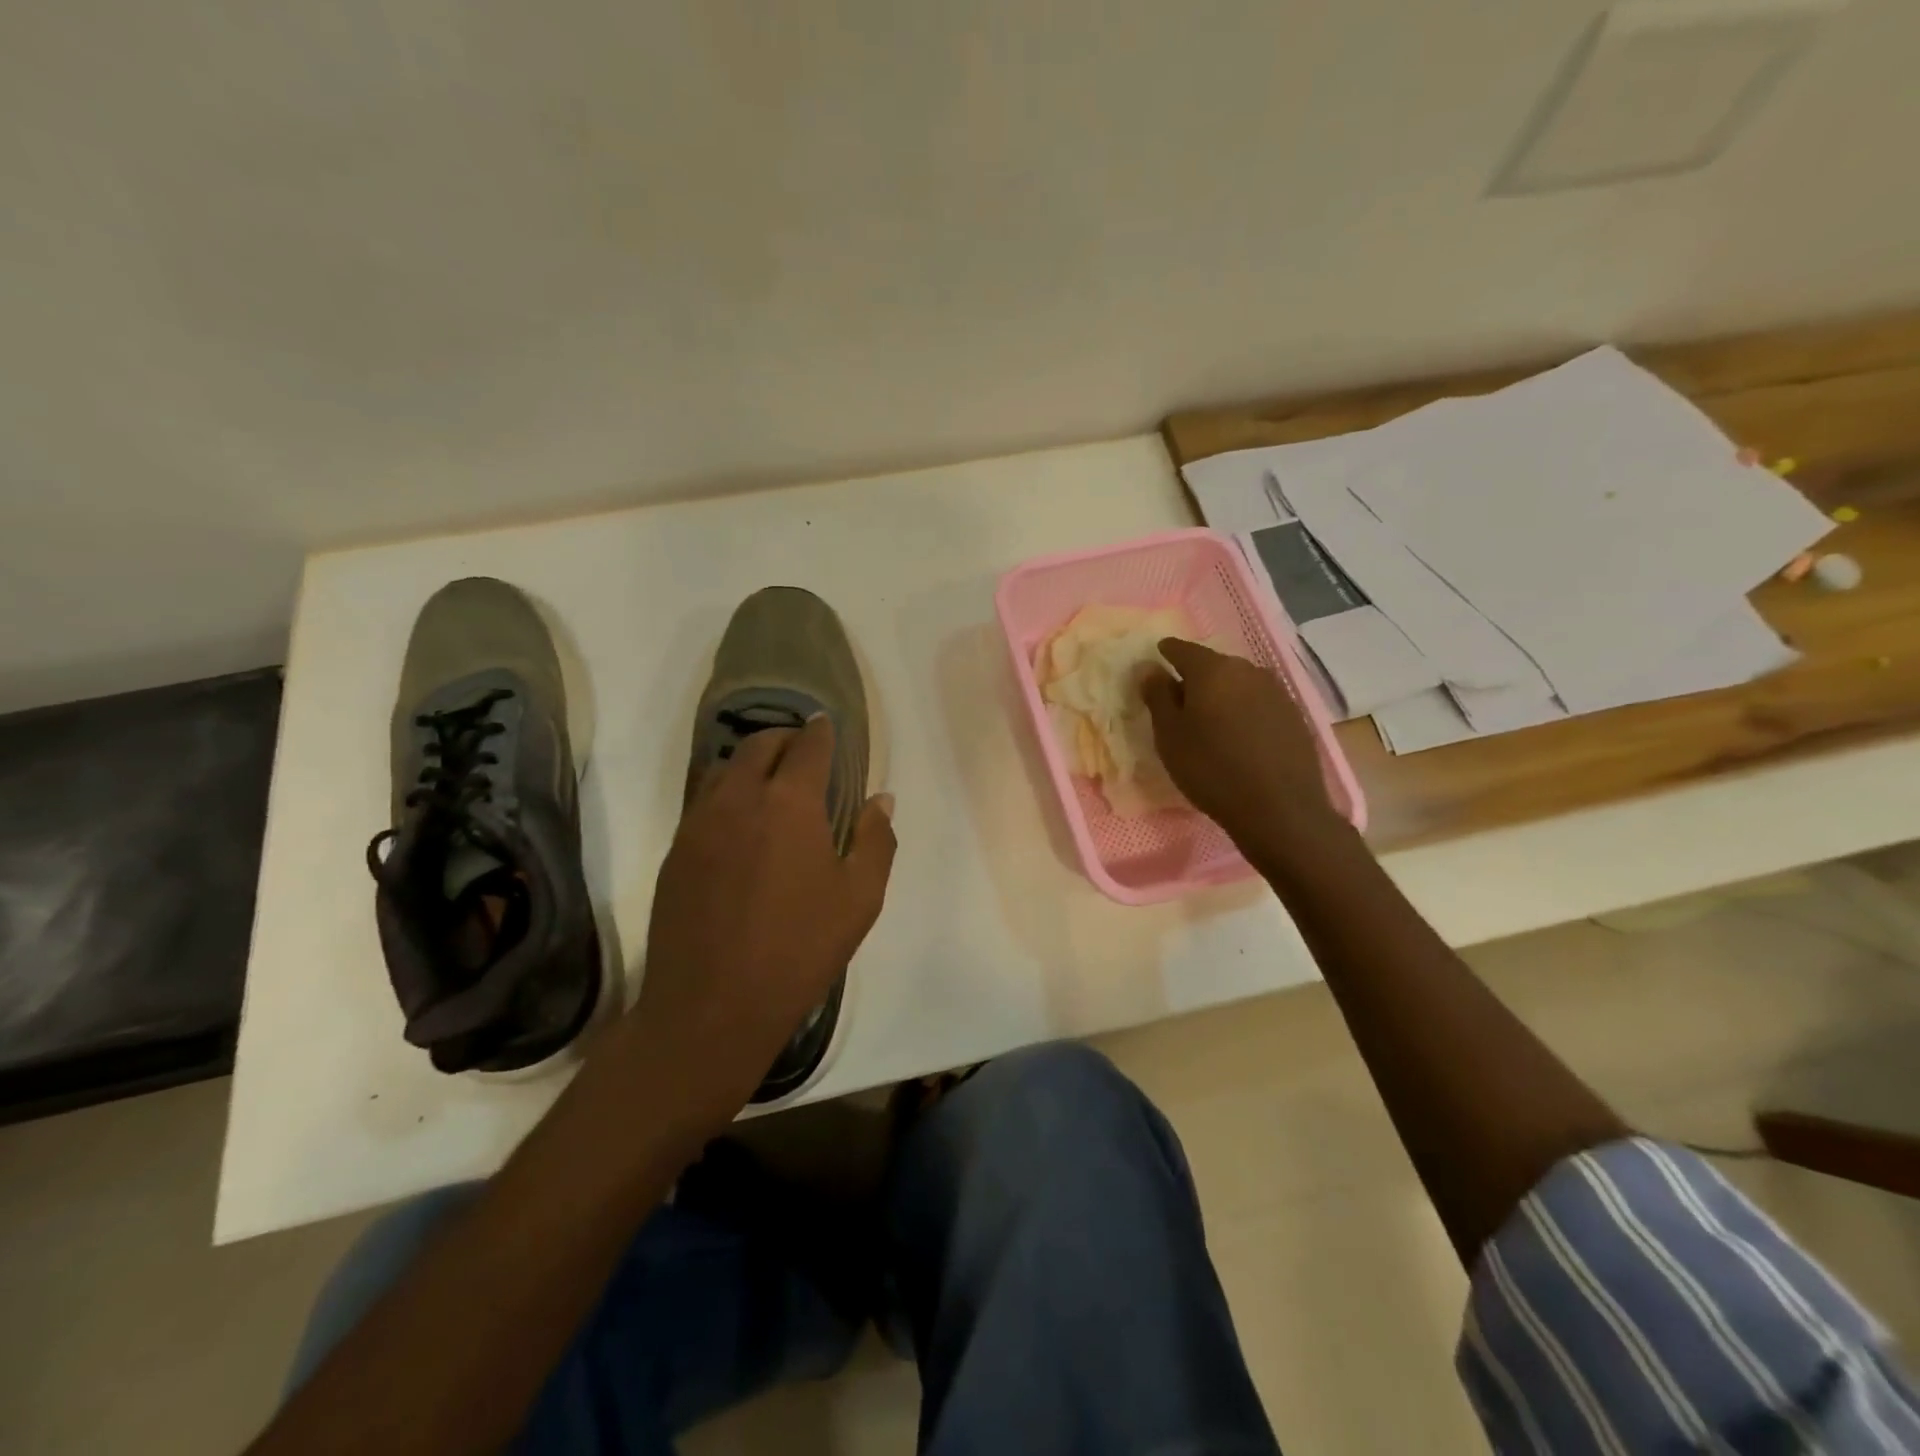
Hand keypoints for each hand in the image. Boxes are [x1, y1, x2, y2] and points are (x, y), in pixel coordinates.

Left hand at [630, 717, 895, 1113]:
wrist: (711, 1006)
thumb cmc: (799, 949)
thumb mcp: (860, 898)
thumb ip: (876, 839)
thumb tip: (881, 799)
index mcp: (790, 802)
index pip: (807, 746)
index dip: (821, 731)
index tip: (827, 725)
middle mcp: (739, 798)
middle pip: (759, 745)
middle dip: (784, 738)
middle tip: (802, 749)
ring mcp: (699, 824)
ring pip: (724, 769)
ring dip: (750, 762)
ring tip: (769, 780)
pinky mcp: (675, 852)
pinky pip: (702, 802)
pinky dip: (726, 793)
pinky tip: (739, 822)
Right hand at [1141, 638, 1344, 861]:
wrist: (1280, 809)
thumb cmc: (1211, 769)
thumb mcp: (1170, 735)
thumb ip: (1157, 695)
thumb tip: (1149, 667)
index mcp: (1212, 670)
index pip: (1181, 649)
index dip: (1165, 653)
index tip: (1156, 661)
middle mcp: (1247, 670)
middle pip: (1213, 665)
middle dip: (1195, 677)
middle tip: (1180, 700)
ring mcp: (1276, 691)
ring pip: (1239, 683)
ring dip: (1222, 694)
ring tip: (1210, 719)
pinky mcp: (1294, 715)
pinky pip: (1259, 702)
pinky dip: (1244, 710)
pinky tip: (1239, 735)